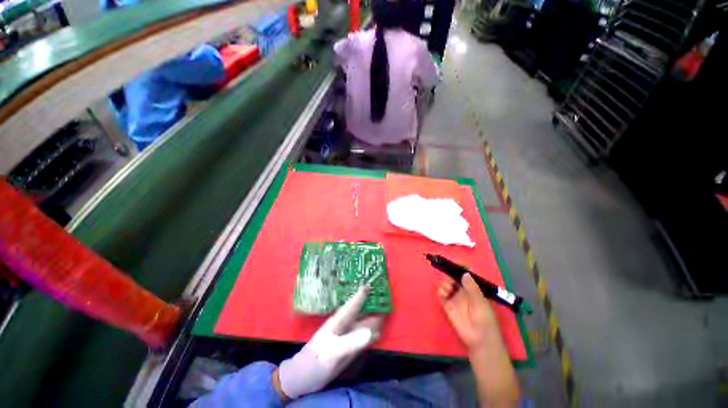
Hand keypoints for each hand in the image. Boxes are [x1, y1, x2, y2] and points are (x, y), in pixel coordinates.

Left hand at [278, 286, 383, 399]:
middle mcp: (344, 327)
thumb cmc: (313, 363)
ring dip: (374, 316)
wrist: (303, 379)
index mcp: (338, 322)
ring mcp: (346, 337)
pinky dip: (372, 332)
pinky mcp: (348, 348)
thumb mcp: (331, 353)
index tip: (370, 283)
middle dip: (371, 302)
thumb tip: (371, 331)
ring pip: (363, 323)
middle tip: (384, 294)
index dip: (361, 294)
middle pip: (360, 312)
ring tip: (386, 309)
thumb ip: (350, 343)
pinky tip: (379, 331)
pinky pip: (363, 337)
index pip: (352, 305)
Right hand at [438, 273, 498, 352]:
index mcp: (473, 289)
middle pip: (453, 277)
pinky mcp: (447, 306)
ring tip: (448, 288)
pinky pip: (441, 294)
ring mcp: (455, 298)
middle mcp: (463, 291)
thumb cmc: (484, 319)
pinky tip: (444, 293)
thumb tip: (465, 273)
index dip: (460, 268)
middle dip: (449, 274)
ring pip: (446, 284)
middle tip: (447, 274)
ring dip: (445, 282)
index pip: (466, 275)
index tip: (454, 263)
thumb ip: (472, 287)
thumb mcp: (480, 302)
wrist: (479, 339)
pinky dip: (440, 291)